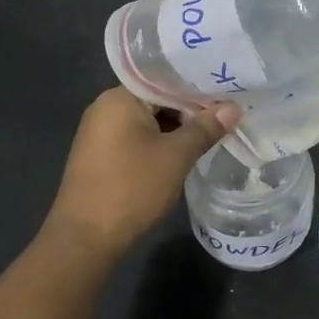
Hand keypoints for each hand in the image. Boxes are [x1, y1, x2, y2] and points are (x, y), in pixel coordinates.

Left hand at [43, 88, 239, 259]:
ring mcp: (100, 134)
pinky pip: (137, 138)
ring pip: (148, 121)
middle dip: (189, 109)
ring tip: (212, 132)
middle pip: (156, 98)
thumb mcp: (176, 157)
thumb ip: (204, 128)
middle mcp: (105, 108)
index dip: (198, 86)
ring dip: (176, 128)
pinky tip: (184, 152)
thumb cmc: (131, 188)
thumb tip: (233, 108)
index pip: (164, 78)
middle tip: (226, 113)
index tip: (227, 92)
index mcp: (119, 98)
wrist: (85, 239)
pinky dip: (160, 142)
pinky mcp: (101, 156)